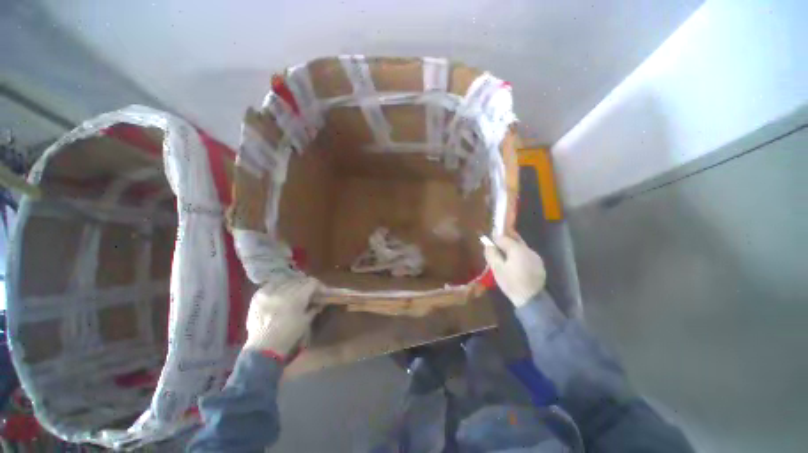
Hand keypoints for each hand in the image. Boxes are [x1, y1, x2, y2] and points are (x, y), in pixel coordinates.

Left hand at [244, 277, 319, 359]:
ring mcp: (268, 292)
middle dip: (307, 285)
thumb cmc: (288, 336)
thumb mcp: (306, 321)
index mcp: (296, 298)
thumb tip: (321, 301)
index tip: (322, 292)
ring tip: (296, 291)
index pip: (311, 282)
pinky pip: (272, 284)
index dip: (319, 286)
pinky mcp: (258, 295)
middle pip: (299, 280)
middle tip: (310, 292)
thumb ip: (314, 307)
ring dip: (294, 284)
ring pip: (286, 280)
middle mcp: (282, 291)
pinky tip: (282, 292)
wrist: (263, 349)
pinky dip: (279, 286)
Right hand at [483, 235, 545, 306]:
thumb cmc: (511, 283)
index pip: (504, 237)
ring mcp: (535, 256)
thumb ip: (491, 253)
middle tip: (495, 244)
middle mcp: (528, 249)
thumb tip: (487, 243)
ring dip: (511, 247)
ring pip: (520, 246)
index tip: (489, 240)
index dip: (495, 237)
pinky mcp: (539, 263)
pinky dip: (518, 254)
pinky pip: (525, 253)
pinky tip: (513, 262)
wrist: (531, 299)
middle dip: (504, 240)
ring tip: (503, 254)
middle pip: (514, 239)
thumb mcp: (497, 268)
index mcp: (517, 249)